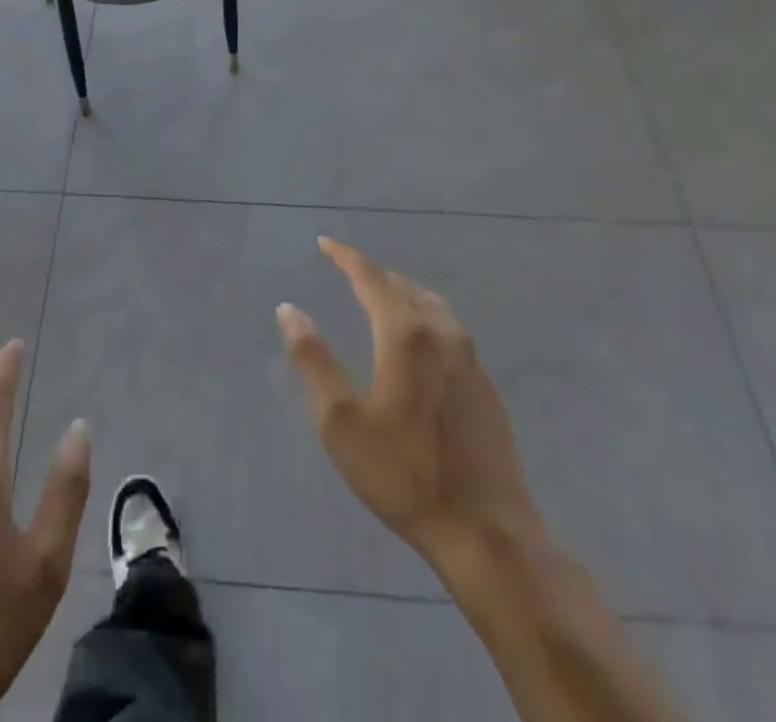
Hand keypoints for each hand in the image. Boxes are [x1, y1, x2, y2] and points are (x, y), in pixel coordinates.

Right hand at [276, 237, 539, 563]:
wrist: (487, 532)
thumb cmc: (403, 474)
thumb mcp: (341, 421)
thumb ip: (313, 359)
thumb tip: (288, 309)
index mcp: (404, 333)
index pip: (371, 277)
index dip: (346, 257)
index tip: (325, 243)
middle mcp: (441, 332)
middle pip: (402, 285)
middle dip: (372, 273)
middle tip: (347, 269)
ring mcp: (469, 357)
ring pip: (430, 304)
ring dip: (400, 291)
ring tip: (380, 295)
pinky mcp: (485, 384)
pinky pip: (448, 328)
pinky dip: (423, 315)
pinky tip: (417, 339)